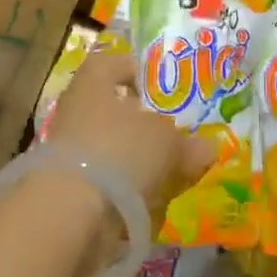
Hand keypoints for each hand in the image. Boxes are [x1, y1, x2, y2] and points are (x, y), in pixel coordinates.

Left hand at [45, 49, 214, 209]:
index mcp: (93, 81)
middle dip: (142, 124)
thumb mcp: (166, 142)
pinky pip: (105, 182)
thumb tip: (208, 147)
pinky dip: (126, 190)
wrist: (69, 214)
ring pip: (111, 148)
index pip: (112, 63)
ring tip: (171, 173)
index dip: (137, 71)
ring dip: (136, 160)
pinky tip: (151, 203)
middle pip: (113, 109)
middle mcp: (76, 110)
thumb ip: (187, 143)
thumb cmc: (120, 151)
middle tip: (174, 134)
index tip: (161, 88)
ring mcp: (68, 151)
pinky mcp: (67, 190)